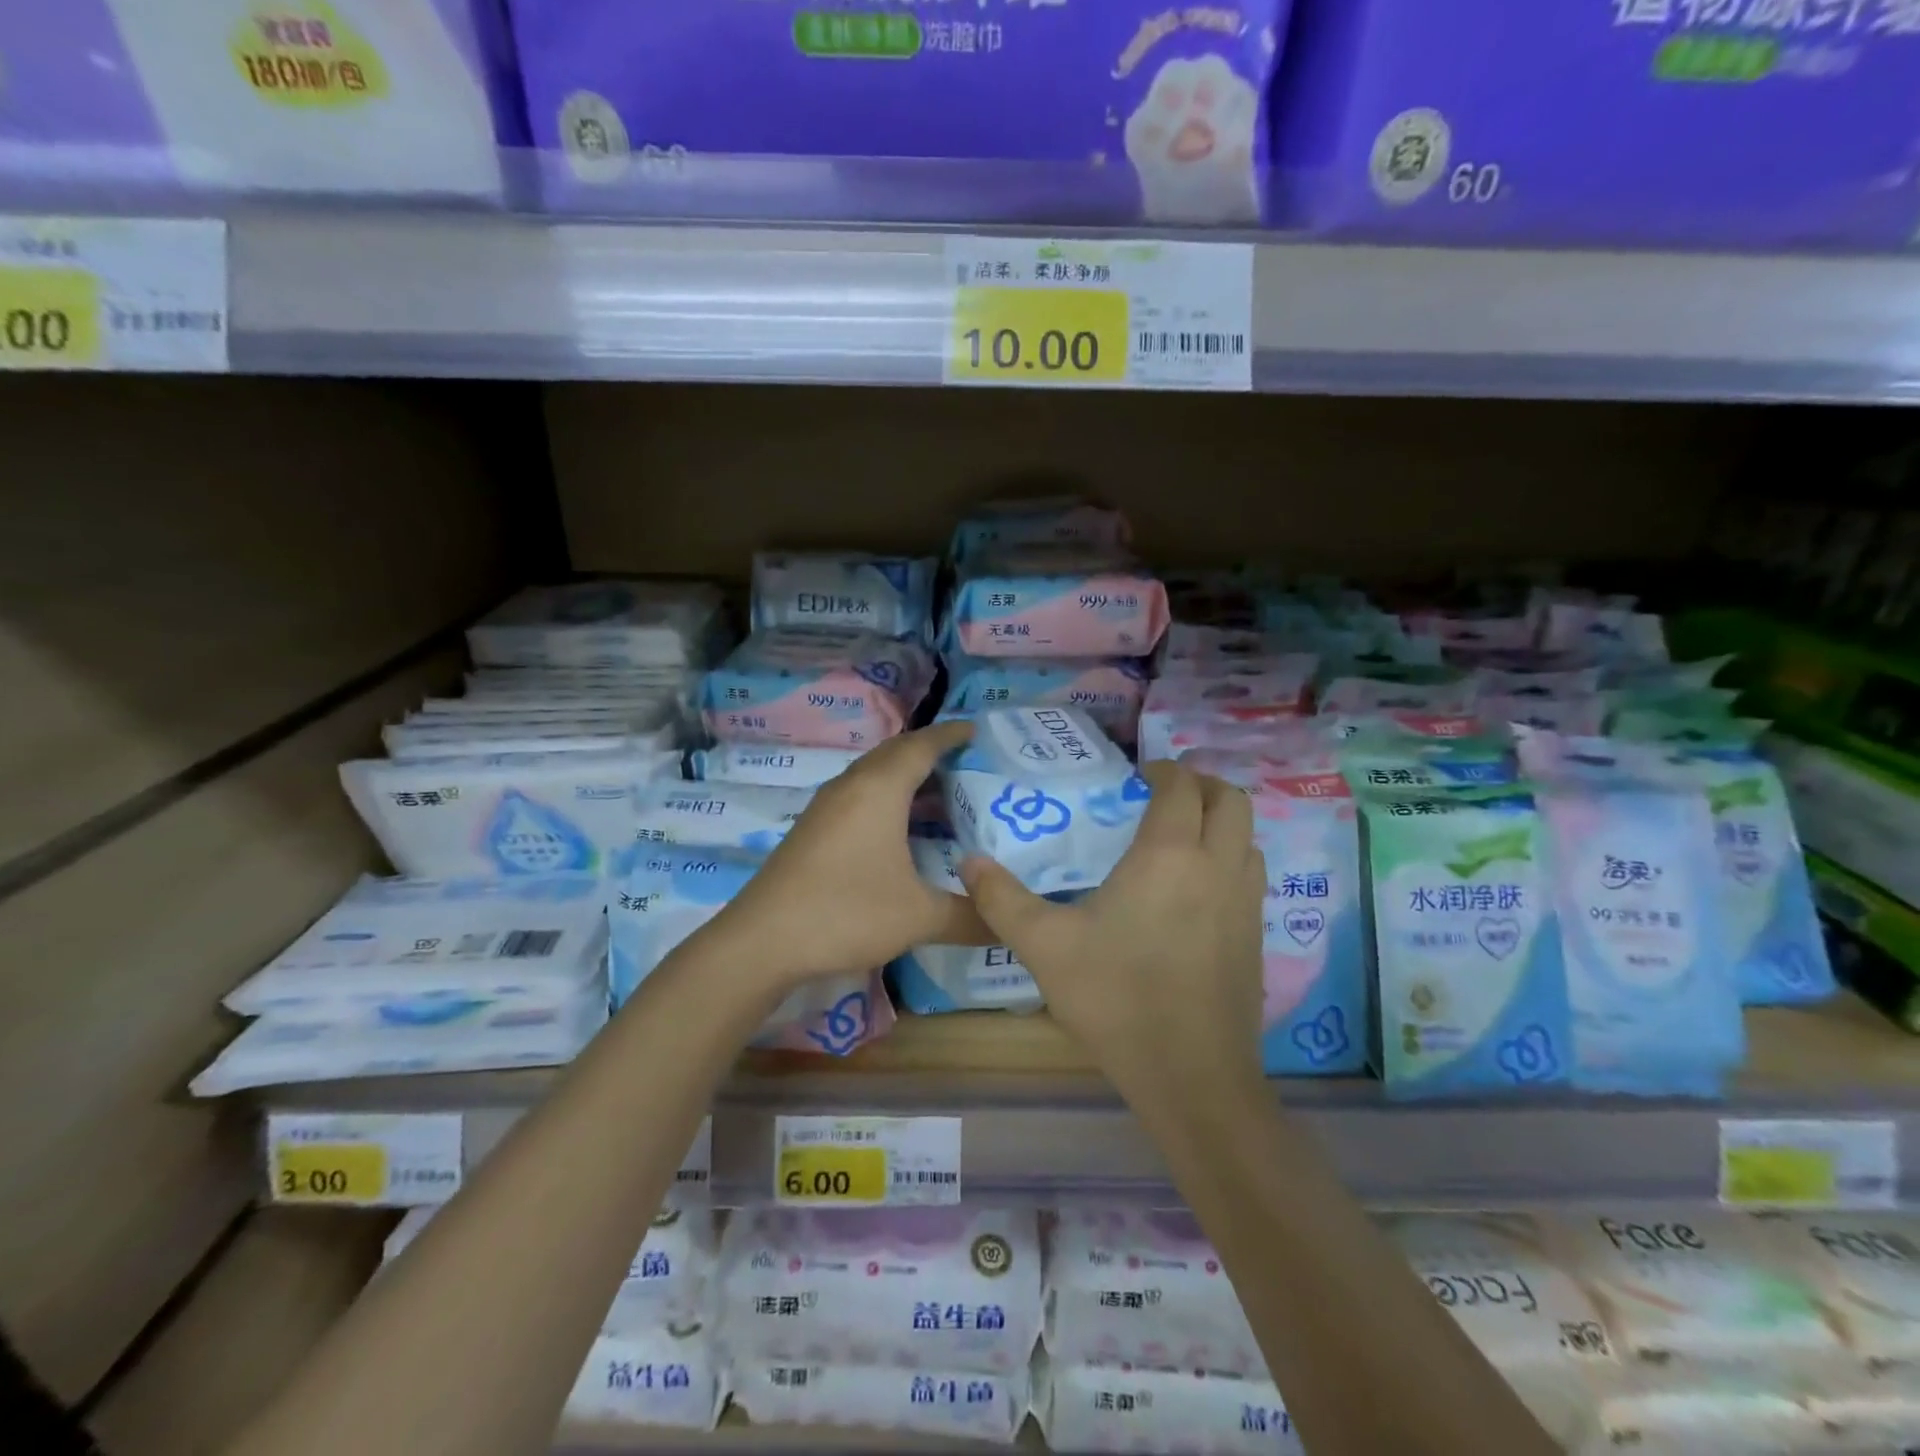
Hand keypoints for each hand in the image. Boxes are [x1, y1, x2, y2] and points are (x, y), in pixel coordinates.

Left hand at [706, 720, 990, 984]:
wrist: (762, 940)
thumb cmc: (845, 912)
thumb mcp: (918, 917)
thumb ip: (970, 918)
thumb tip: (1011, 924)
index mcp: (879, 790)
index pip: (922, 745)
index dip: (951, 735)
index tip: (976, 730)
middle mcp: (851, 786)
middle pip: (895, 752)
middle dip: (930, 750)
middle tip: (966, 761)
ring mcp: (826, 807)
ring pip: (873, 774)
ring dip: (906, 775)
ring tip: (941, 792)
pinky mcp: (813, 829)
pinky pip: (859, 795)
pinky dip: (886, 796)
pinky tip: (899, 827)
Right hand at [957, 759, 1266, 1106]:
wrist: (1191, 1076)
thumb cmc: (1116, 998)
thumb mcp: (1044, 947)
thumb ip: (1002, 899)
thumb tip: (969, 861)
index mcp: (1169, 855)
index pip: (1181, 787)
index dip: (1163, 770)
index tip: (1138, 776)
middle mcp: (1217, 867)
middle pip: (1230, 800)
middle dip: (1201, 785)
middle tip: (1164, 796)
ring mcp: (1245, 903)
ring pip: (1248, 838)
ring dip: (1220, 823)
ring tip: (1182, 837)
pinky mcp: (1256, 937)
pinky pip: (1251, 876)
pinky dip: (1231, 860)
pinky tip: (1195, 892)